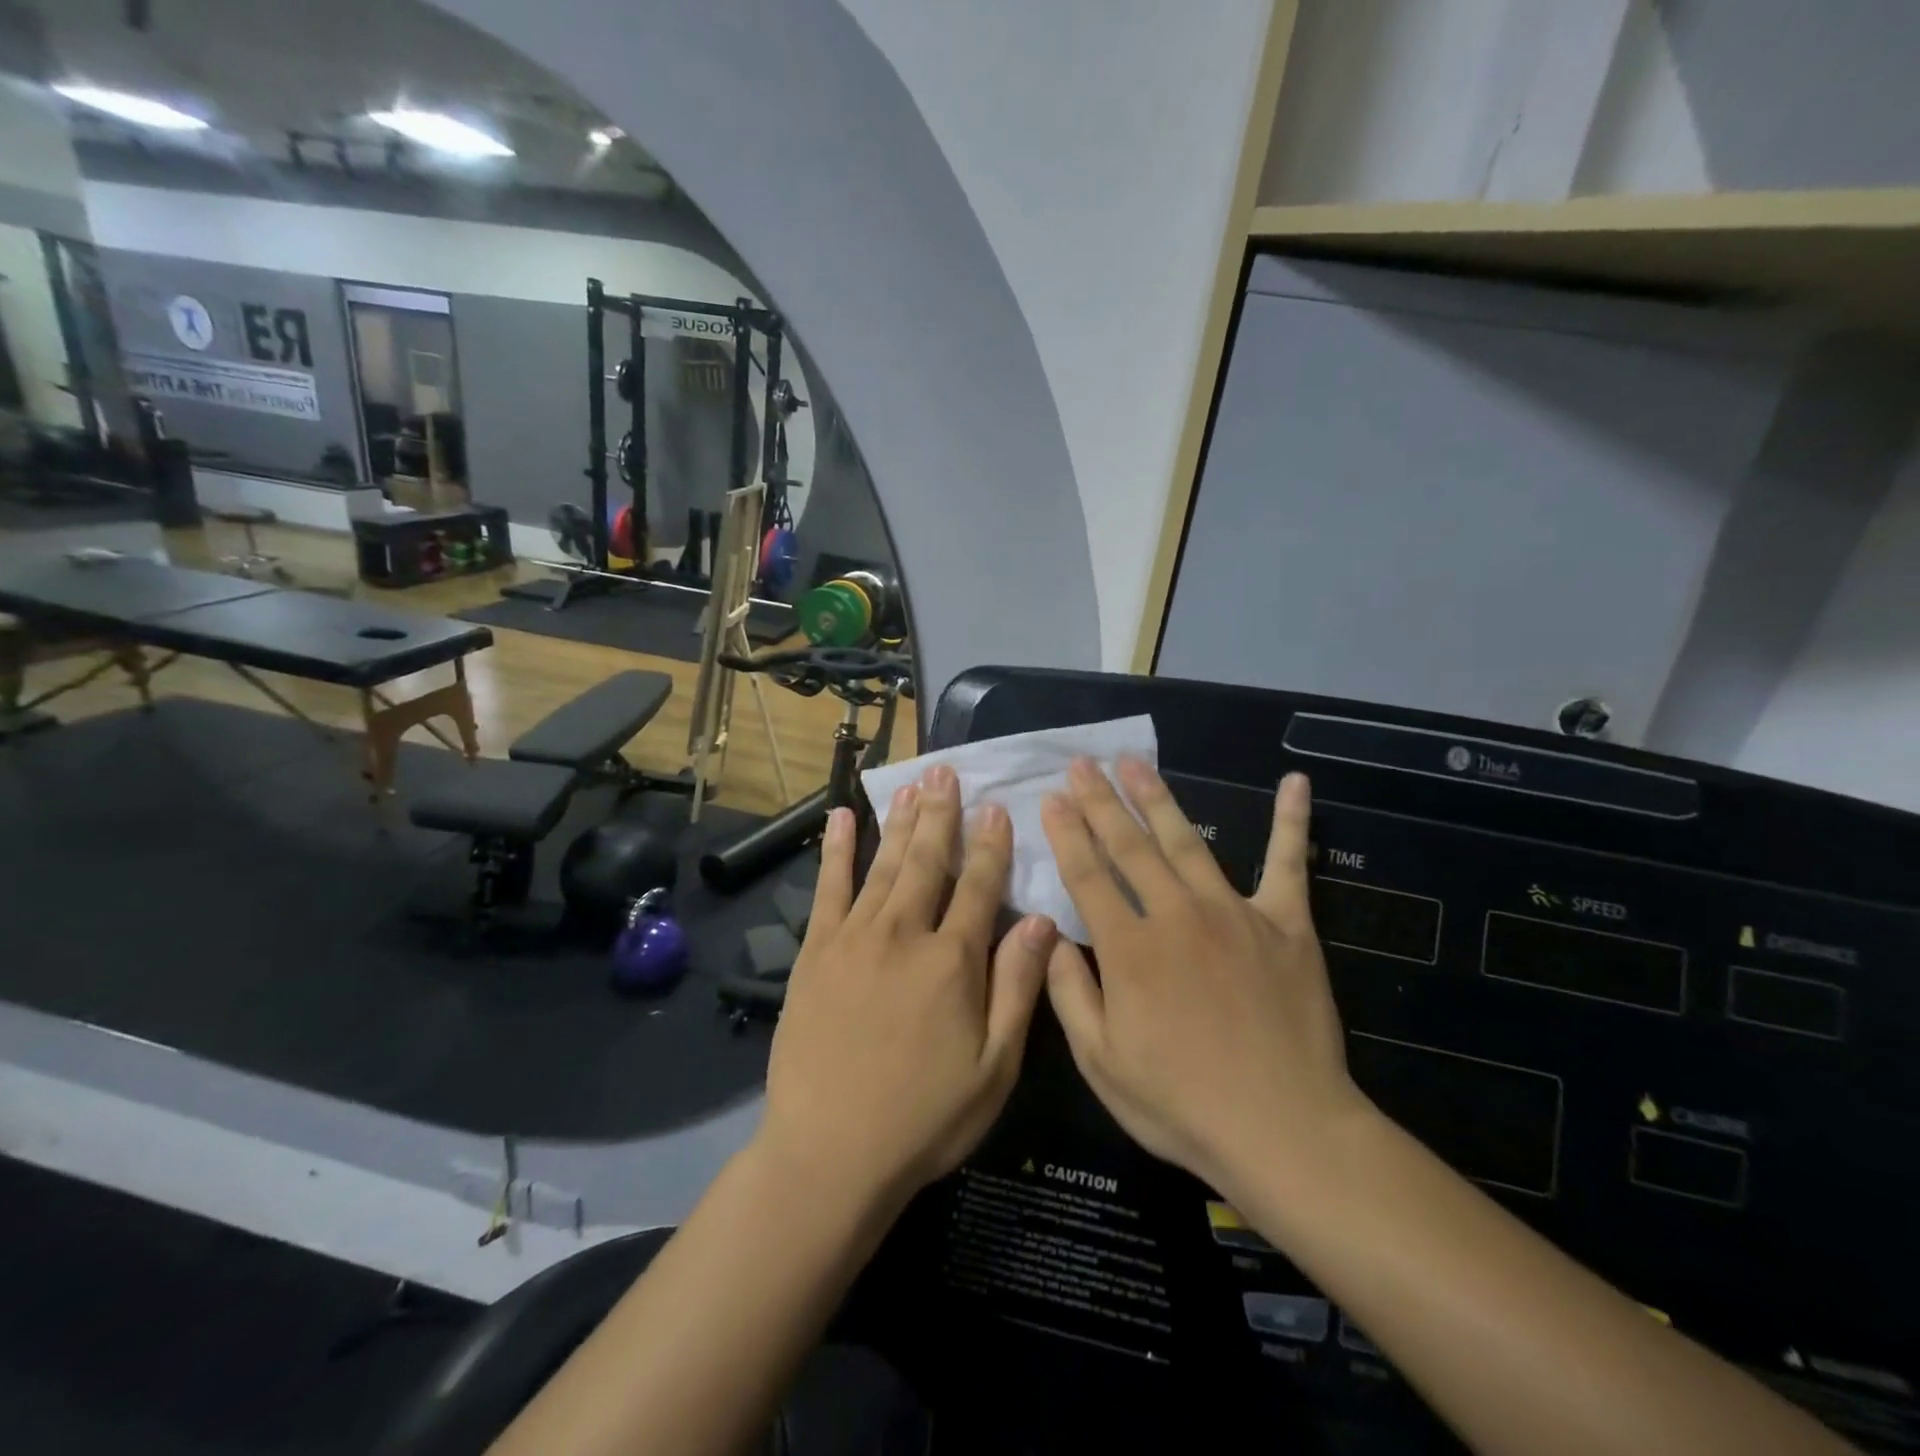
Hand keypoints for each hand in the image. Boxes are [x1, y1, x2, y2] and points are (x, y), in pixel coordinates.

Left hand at [758, 765, 1057, 1209]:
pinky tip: (844, 818)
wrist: (829, 1153)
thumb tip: (1041, 920)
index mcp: (953, 961)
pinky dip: (838, 850)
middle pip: (928, 861)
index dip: (991, 845)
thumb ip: (1017, 987)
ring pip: (885, 865)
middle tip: (947, 771)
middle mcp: (905, 934)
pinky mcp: (816, 952)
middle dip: (942, 814)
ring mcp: (855, 938)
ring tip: (913, 783)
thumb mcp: (994, 1067)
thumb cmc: (924, 1118)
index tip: (997, 806)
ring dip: (902, 821)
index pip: (979, 886)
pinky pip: (829, 888)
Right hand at [1041, 759, 1373, 1202]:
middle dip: (1100, 801)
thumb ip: (1068, 993)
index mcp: (1129, 949)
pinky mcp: (1287, 924)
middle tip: (1082, 763)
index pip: (1087, 875)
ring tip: (1135, 762)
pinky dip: (1291, 822)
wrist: (1285, 1130)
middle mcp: (1176, 916)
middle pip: (1129, 846)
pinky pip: (1287, 864)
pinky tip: (1294, 782)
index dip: (1066, 833)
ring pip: (1187, 841)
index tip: (1051, 797)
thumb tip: (1049, 936)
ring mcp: (1234, 913)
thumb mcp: (1101, 1062)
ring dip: (1157, 798)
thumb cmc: (1182, 1104)